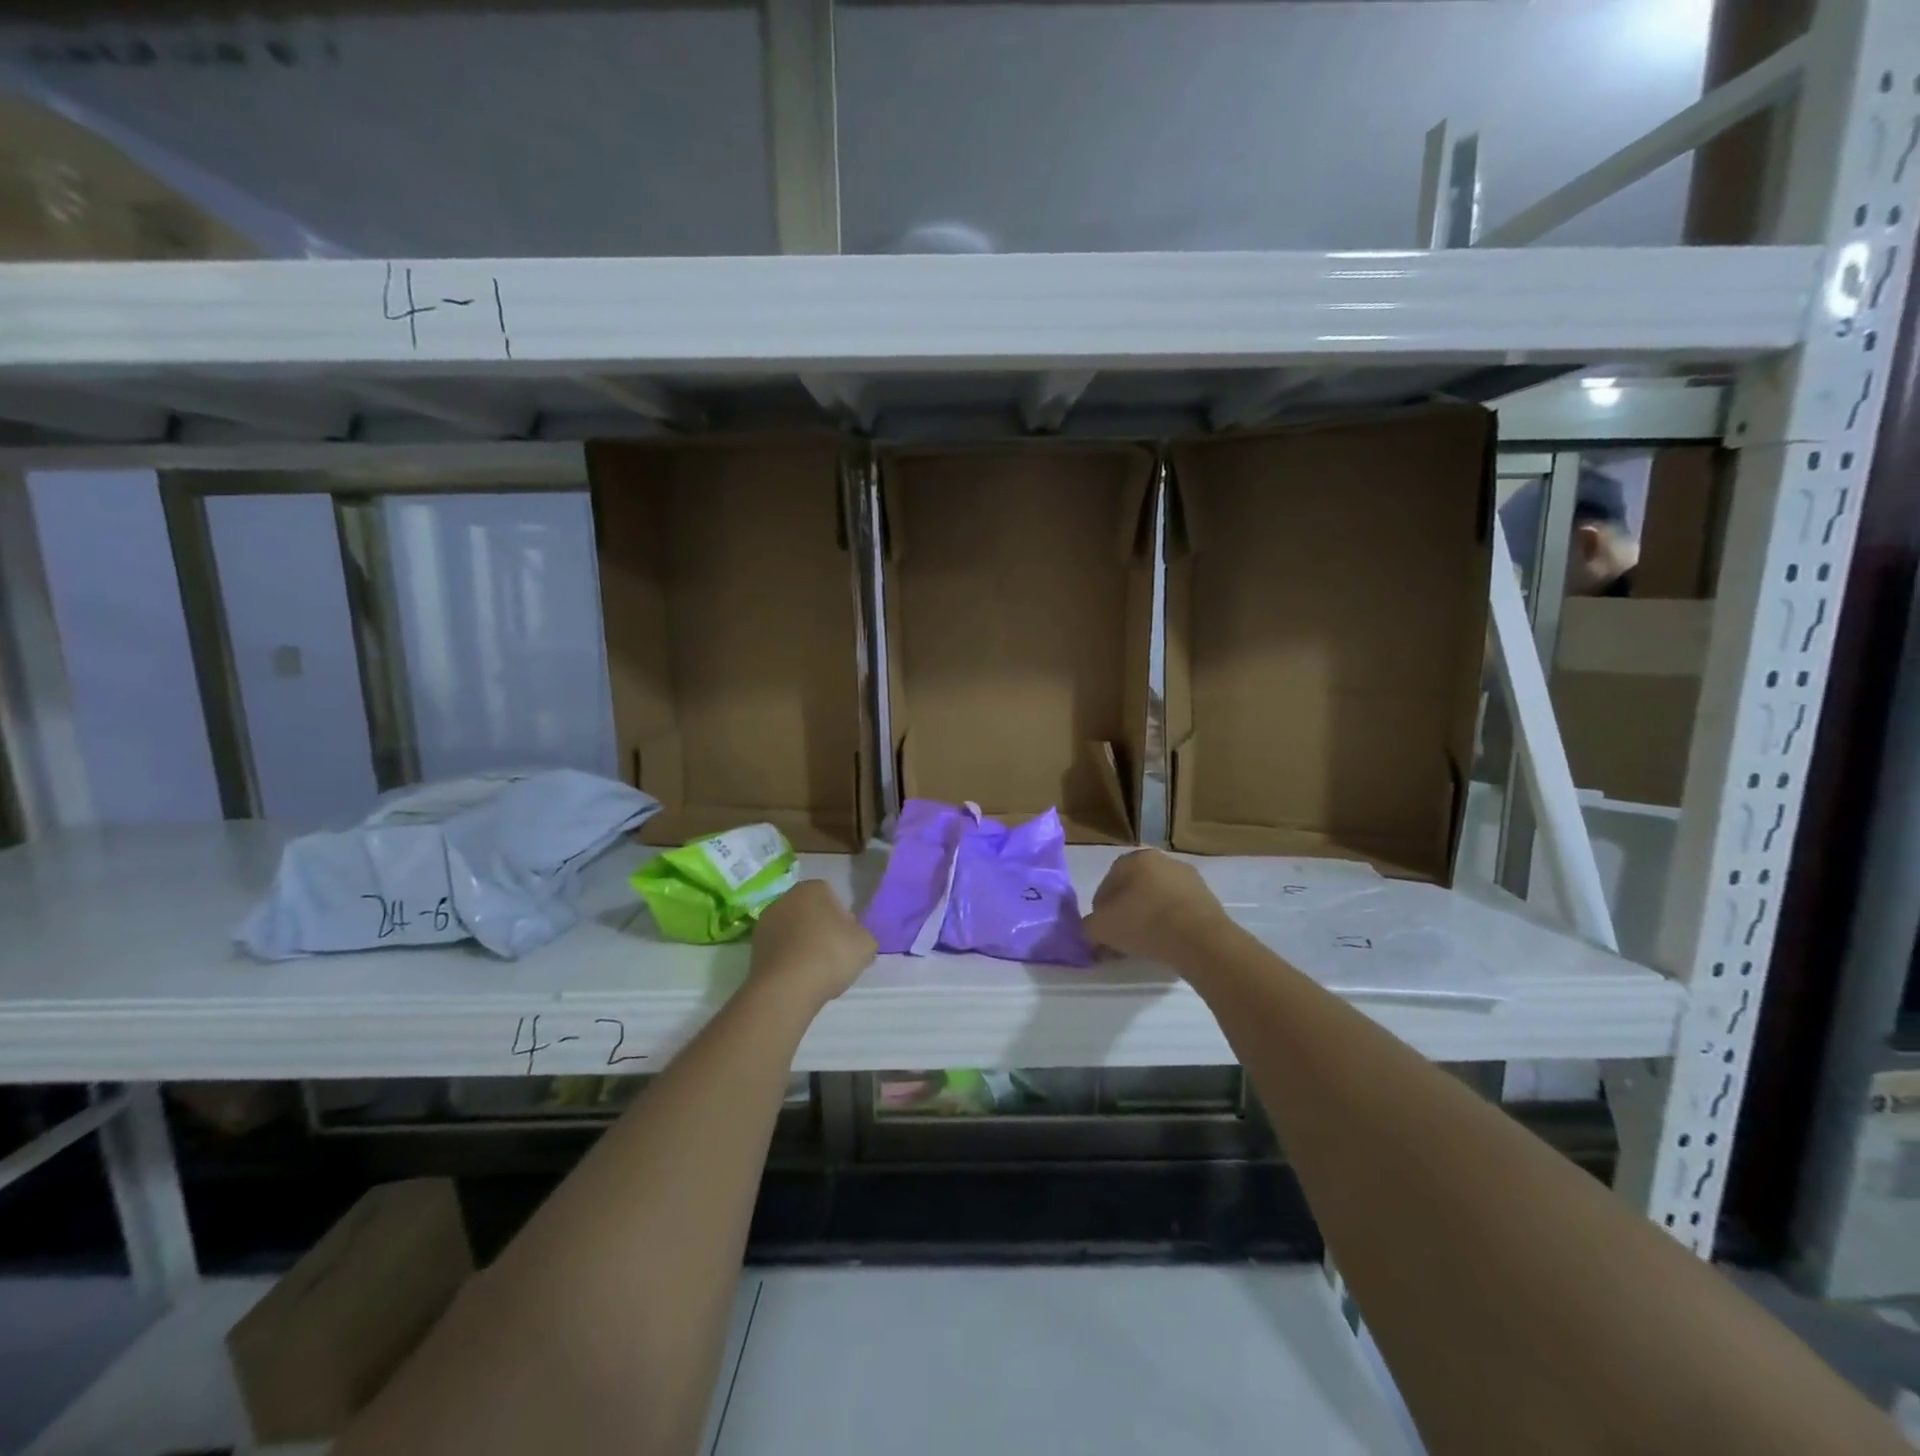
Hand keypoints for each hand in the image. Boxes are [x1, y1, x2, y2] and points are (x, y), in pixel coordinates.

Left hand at [750, 880, 876, 1005]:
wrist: (786, 990)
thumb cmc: (830, 955)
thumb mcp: (866, 944)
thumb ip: (863, 935)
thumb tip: (855, 939)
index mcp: (812, 888)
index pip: (833, 896)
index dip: (843, 918)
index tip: (849, 939)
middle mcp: (785, 898)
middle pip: (811, 912)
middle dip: (822, 928)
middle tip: (835, 954)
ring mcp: (765, 923)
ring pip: (794, 932)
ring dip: (804, 945)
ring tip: (817, 971)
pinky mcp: (753, 949)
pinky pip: (781, 950)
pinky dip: (790, 960)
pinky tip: (800, 979)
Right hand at [1083, 850, 1231, 969]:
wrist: (1200, 940)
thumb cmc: (1144, 923)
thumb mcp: (1100, 928)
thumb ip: (1088, 927)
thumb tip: (1092, 931)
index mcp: (1134, 858)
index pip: (1107, 885)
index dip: (1101, 912)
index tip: (1103, 934)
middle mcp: (1162, 860)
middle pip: (1134, 891)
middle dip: (1126, 914)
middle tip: (1122, 942)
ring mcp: (1189, 878)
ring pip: (1158, 901)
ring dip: (1149, 920)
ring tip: (1146, 947)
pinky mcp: (1208, 899)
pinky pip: (1179, 912)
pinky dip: (1171, 926)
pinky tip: (1168, 945)